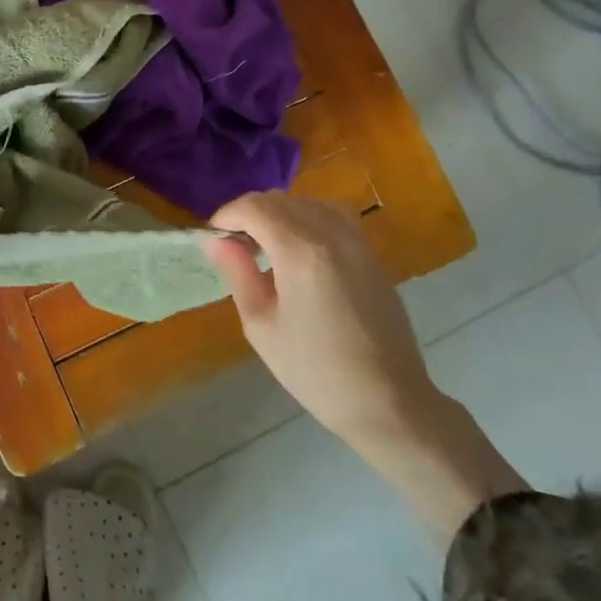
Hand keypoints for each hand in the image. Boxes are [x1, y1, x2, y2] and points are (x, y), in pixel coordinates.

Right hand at [204, 192, 524, 542]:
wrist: (388, 400)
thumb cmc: (315, 370)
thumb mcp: (262, 325)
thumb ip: (238, 272)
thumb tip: (215, 240)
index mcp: (300, 251)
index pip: (254, 207)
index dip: (226, 215)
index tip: (212, 237)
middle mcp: (331, 233)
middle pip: (278, 200)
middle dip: (248, 214)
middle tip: (233, 246)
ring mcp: (356, 240)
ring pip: (306, 202)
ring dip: (278, 213)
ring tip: (265, 246)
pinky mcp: (371, 252)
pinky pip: (332, 214)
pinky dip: (307, 217)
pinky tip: (299, 247)